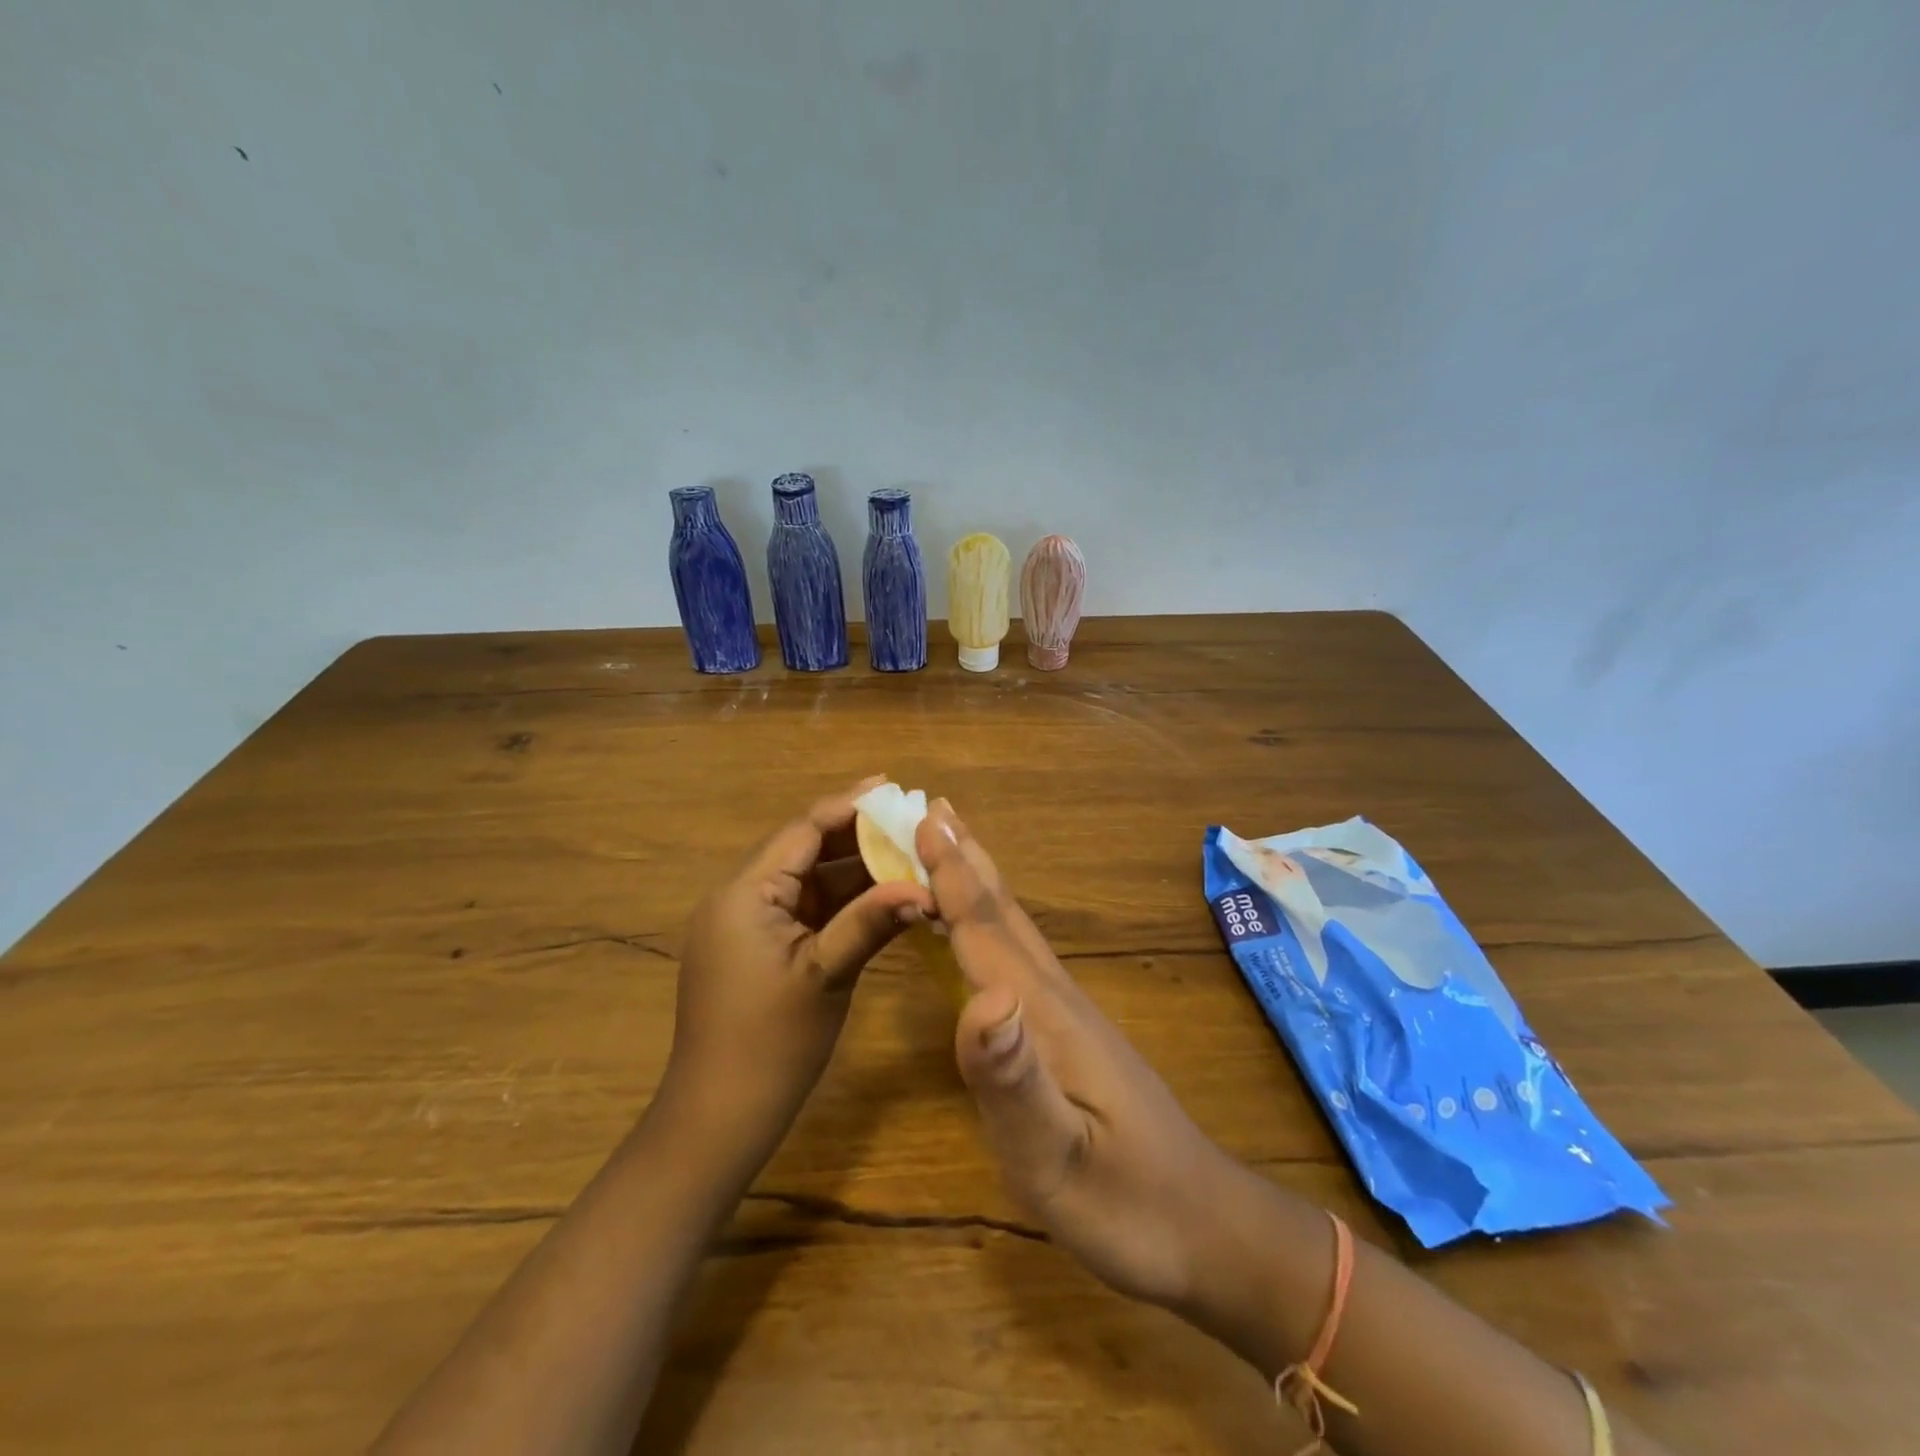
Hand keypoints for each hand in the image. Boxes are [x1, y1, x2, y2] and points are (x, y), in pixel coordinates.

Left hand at [660, 781, 934, 1174]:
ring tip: (906, 853)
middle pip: (805, 850)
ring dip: (853, 870)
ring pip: (808, 881)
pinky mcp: (758, 950)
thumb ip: (873, 921)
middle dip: (857, 835)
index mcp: (745, 893)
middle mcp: (740, 898)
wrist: (718, 1117)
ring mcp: (747, 925)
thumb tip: (928, 888)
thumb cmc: (770, 1043)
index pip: (803, 831)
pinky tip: (882, 896)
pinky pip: (805, 911)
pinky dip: (841, 902)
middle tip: (908, 820)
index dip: (849, 806)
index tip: (892, 787)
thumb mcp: (827, 975)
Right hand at [915, 800, 1242, 1308]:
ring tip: (954, 846)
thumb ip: (1014, 1079)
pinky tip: (985, 931)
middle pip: (1002, 914)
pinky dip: (992, 924)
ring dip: (979, 882)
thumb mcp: (1058, 1158)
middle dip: (964, 859)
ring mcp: (1068, 1014)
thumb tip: (982, 996)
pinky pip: (1019, 957)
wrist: (1207, 1230)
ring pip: (1014, 930)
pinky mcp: (1071, 1034)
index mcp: (1044, 1014)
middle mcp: (1055, 997)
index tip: (922, 819)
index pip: (985, 931)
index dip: (950, 876)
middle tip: (934, 808)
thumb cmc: (1128, 1205)